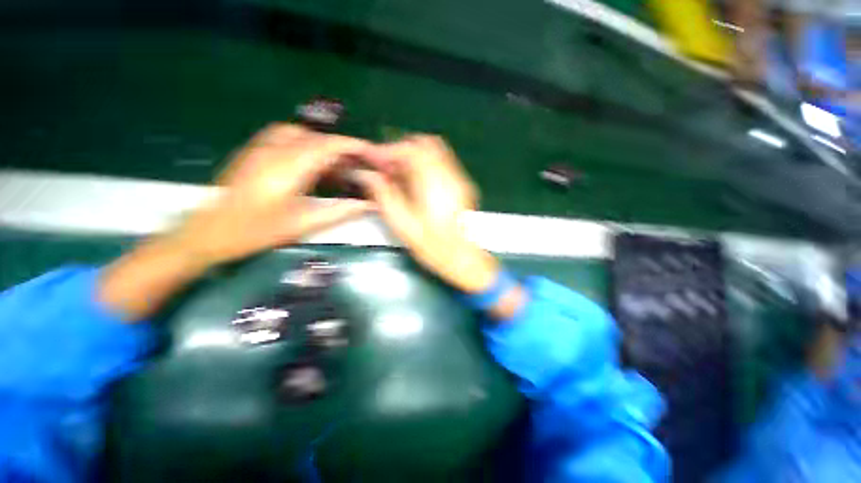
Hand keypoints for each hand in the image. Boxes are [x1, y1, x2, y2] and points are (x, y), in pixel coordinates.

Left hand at [100, 124, 371, 320]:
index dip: (354, 146)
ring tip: (338, 164)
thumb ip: (339, 211)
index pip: (329, 145)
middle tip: (359, 165)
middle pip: (318, 138)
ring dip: (324, 145)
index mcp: (289, 167)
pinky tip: (311, 161)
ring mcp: (261, 147)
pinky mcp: (254, 150)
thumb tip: (368, 204)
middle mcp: (275, 149)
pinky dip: (307, 143)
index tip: (372, 154)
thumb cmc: (256, 231)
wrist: (208, 232)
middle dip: (343, 148)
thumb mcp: (303, 224)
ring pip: (302, 134)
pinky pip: (286, 136)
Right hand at [356, 136, 499, 293]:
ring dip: (414, 156)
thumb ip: (383, 195)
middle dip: (401, 149)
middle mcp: (449, 175)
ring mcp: (459, 179)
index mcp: (433, 183)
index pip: (409, 150)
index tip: (373, 159)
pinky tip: (415, 181)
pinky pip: (443, 163)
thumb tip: (366, 175)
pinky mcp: (462, 186)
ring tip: (398, 173)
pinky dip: (426, 164)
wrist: (464, 259)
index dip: (387, 150)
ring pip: (435, 151)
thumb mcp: (402, 224)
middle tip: (386, 166)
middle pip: (425, 144)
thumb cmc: (433, 246)